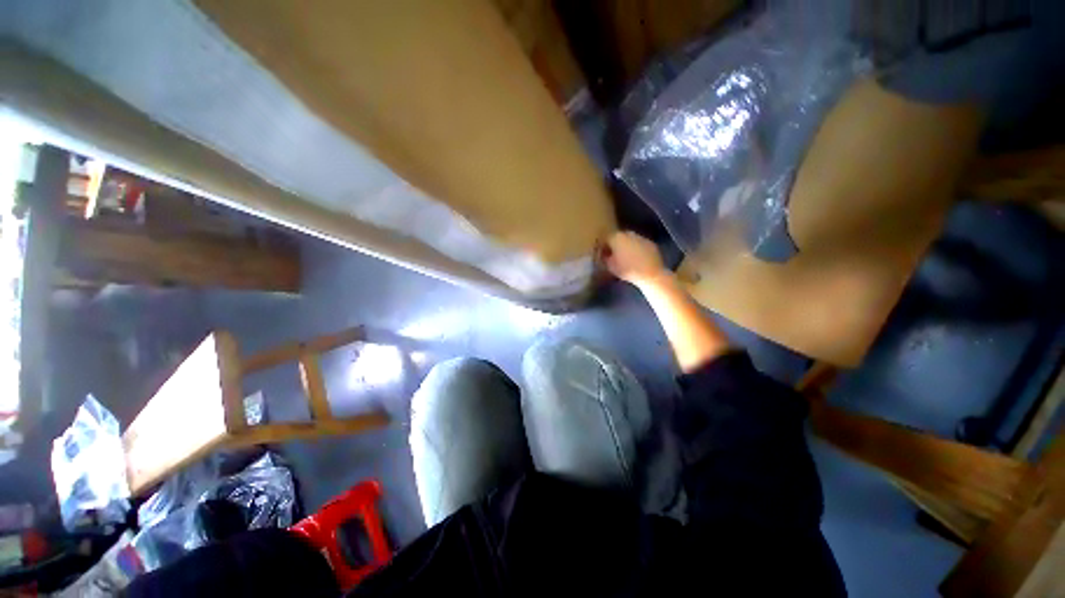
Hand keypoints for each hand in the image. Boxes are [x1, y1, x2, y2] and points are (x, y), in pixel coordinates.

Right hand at [602, 231, 667, 286]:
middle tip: (614, 255)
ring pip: (630, 239)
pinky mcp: (650, 243)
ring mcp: (641, 237)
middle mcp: (628, 233)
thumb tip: (604, 254)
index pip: (605, 239)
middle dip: (615, 245)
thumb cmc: (627, 270)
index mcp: (616, 237)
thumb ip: (605, 258)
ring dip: (626, 246)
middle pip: (618, 237)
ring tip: (626, 257)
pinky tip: (637, 258)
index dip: (602, 247)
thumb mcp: (610, 266)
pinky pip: (640, 244)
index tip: (602, 254)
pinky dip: (637, 249)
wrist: (651, 274)